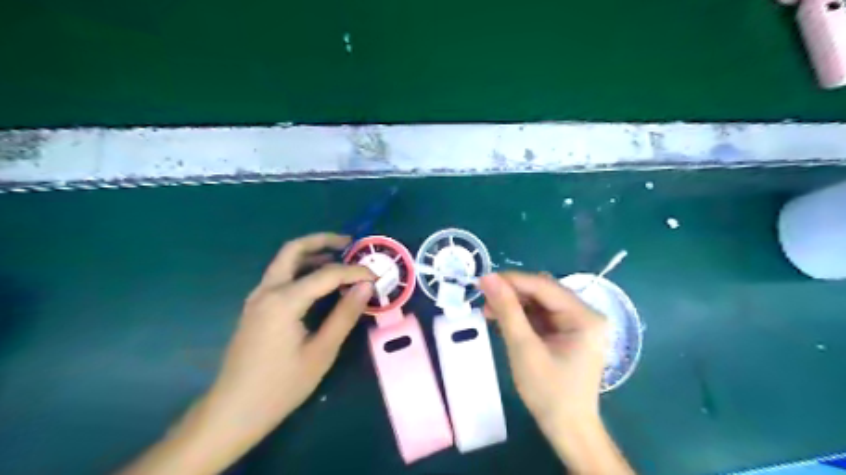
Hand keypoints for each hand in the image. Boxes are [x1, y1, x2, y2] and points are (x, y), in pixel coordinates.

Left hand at [205, 231, 371, 437]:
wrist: (233, 411)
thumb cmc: (281, 386)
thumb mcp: (321, 352)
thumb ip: (345, 315)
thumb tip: (366, 286)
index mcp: (283, 301)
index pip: (327, 274)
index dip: (354, 272)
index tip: (375, 277)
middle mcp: (267, 291)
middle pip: (293, 250)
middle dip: (322, 241)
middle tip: (349, 243)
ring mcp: (257, 298)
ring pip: (284, 261)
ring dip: (311, 253)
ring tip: (340, 258)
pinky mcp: (255, 308)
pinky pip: (280, 276)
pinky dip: (301, 269)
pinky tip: (319, 282)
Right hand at [478, 273, 629, 472]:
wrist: (567, 430)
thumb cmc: (549, 392)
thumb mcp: (524, 348)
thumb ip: (507, 310)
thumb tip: (487, 278)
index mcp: (584, 316)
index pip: (543, 286)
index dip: (512, 280)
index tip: (482, 281)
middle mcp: (585, 314)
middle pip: (543, 292)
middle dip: (512, 293)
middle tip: (483, 298)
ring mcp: (577, 323)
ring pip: (539, 302)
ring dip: (514, 304)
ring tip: (489, 311)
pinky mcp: (567, 333)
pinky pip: (541, 315)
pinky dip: (521, 316)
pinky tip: (503, 320)